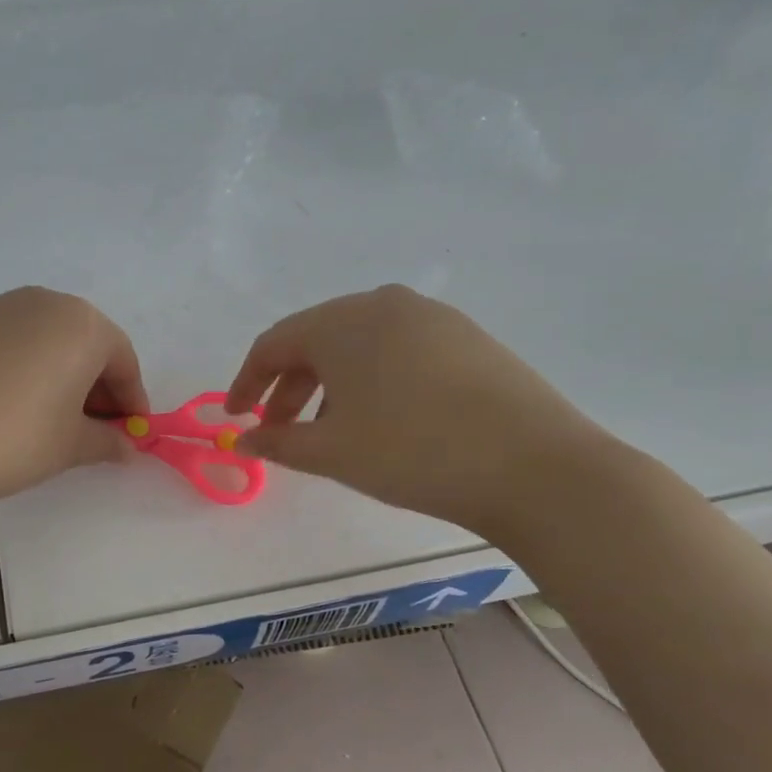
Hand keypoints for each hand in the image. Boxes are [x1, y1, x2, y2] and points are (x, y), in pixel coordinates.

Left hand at [0, 287, 147, 511]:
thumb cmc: (13, 439)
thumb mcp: (70, 446)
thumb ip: (106, 442)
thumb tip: (125, 448)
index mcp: (79, 323)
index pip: (121, 359)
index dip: (131, 400)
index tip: (130, 434)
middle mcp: (38, 302)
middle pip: (81, 342)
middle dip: (93, 385)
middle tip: (91, 428)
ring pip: (39, 339)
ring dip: (54, 374)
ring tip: (45, 419)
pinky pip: (1, 344)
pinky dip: (15, 369)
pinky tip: (0, 407)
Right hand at [224, 285, 611, 536]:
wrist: (536, 467)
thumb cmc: (413, 452)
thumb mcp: (332, 452)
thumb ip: (277, 442)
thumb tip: (242, 442)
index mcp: (343, 321)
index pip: (274, 344)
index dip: (246, 382)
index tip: (236, 418)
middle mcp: (384, 303)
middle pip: (316, 339)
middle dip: (288, 385)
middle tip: (279, 429)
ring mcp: (432, 316)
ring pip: (359, 344)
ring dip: (330, 383)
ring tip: (331, 428)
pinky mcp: (467, 336)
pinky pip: (398, 349)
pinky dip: (372, 378)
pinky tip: (382, 417)